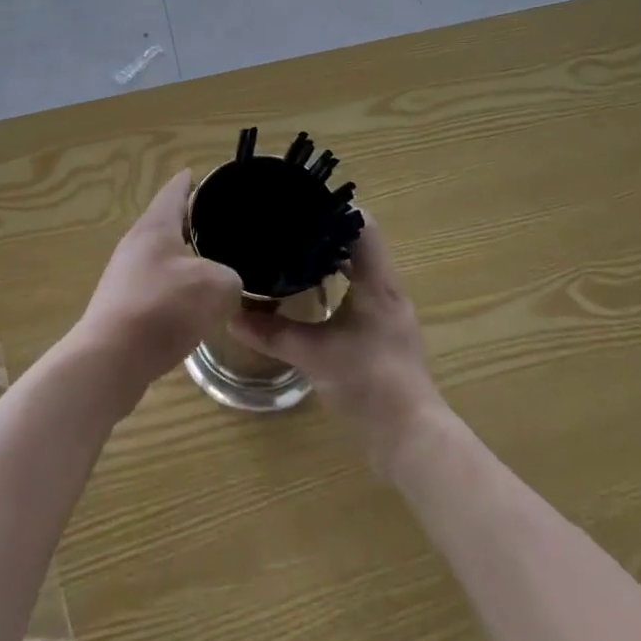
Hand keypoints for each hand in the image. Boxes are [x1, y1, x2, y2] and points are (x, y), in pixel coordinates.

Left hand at [72, 170, 242, 401]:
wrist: (109, 361)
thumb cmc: (162, 308)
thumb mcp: (216, 286)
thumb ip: (231, 277)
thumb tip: (227, 284)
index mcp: (154, 226)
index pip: (175, 190)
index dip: (192, 181)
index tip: (207, 176)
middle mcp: (135, 244)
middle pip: (166, 224)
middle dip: (192, 224)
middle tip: (223, 227)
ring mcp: (124, 277)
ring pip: (162, 259)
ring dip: (185, 261)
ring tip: (214, 268)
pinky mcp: (121, 308)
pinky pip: (155, 289)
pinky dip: (175, 291)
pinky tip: (193, 308)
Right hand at [229, 215, 441, 470]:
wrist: (409, 437)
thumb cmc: (367, 382)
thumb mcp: (313, 354)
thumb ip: (272, 333)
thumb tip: (230, 315)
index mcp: (377, 280)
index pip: (363, 224)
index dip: (334, 209)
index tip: (301, 203)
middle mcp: (388, 288)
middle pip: (360, 243)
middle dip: (326, 233)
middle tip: (288, 226)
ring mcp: (390, 311)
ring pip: (361, 268)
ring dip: (332, 259)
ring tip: (293, 253)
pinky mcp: (386, 333)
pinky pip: (361, 291)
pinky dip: (338, 284)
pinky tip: (312, 296)